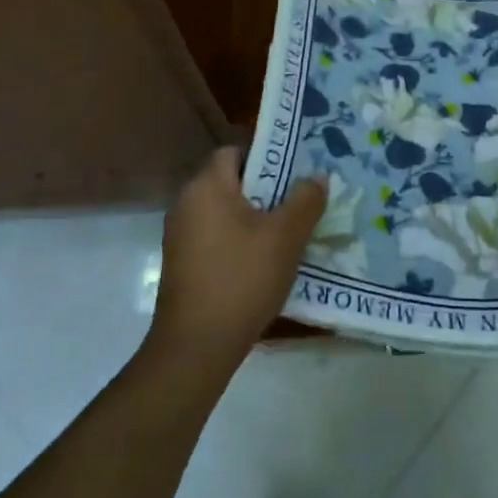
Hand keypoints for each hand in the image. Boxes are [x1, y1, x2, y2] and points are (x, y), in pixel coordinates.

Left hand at [146, 148, 325, 373]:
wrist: (196, 345)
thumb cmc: (242, 278)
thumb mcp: (286, 236)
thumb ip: (305, 200)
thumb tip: (317, 176)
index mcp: (207, 186)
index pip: (235, 151)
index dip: (267, 156)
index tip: (296, 171)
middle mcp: (186, 203)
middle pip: (231, 182)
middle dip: (267, 189)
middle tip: (300, 201)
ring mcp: (180, 236)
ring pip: (225, 212)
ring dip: (255, 218)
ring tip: (289, 232)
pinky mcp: (181, 263)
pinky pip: (216, 237)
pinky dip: (239, 240)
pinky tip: (265, 261)